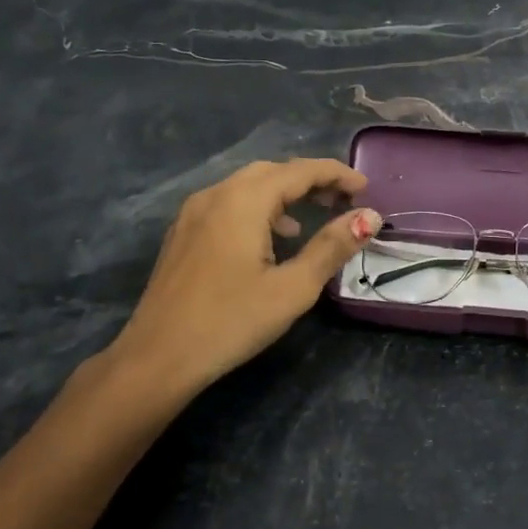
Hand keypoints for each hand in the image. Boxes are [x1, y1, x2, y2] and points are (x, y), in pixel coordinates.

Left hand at [108, 158, 381, 395]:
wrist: (158, 357)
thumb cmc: (231, 321)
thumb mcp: (292, 288)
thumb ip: (332, 247)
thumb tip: (369, 217)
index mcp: (243, 201)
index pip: (299, 171)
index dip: (336, 174)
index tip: (366, 187)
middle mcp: (215, 195)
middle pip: (272, 172)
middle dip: (310, 180)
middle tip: (343, 200)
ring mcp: (193, 213)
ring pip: (247, 186)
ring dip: (284, 193)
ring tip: (312, 217)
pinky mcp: (183, 233)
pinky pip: (228, 204)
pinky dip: (259, 208)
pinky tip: (271, 238)